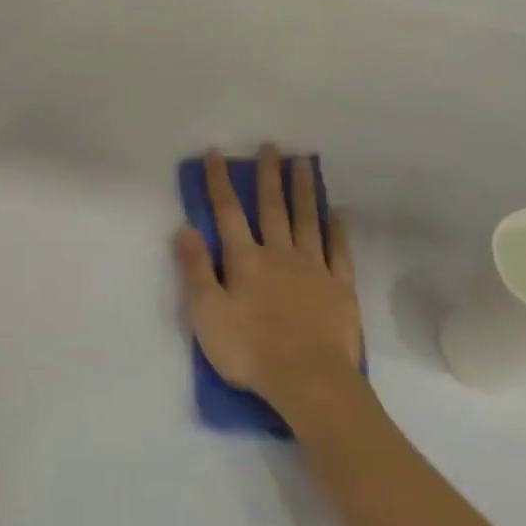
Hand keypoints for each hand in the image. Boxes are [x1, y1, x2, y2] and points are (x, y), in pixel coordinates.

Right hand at [174, 145, 366, 430]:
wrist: (308, 379)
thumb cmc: (249, 350)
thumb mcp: (207, 313)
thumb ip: (196, 270)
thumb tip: (185, 228)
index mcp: (245, 261)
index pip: (228, 213)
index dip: (219, 182)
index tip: (216, 153)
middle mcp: (280, 255)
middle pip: (273, 208)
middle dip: (268, 176)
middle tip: (271, 145)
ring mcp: (314, 269)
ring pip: (307, 220)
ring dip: (303, 189)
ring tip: (303, 161)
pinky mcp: (340, 287)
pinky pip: (339, 250)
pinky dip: (338, 229)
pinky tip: (339, 211)